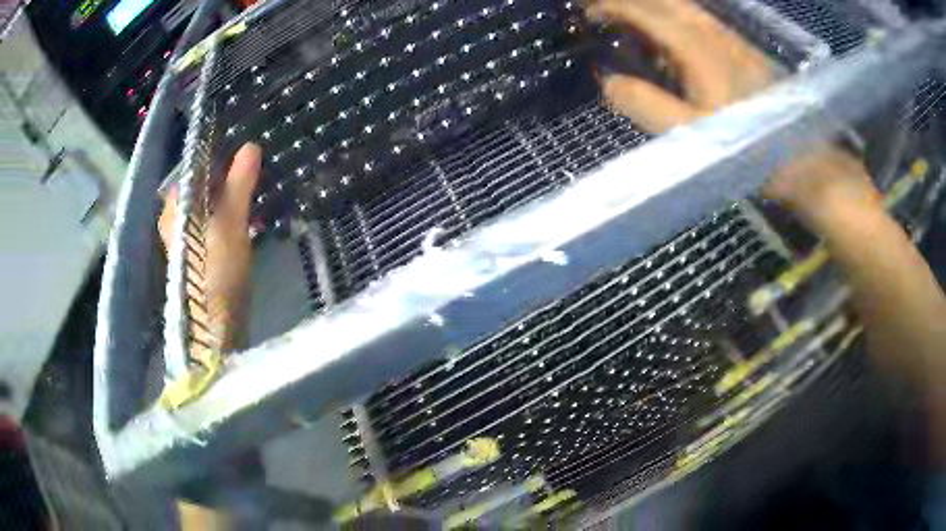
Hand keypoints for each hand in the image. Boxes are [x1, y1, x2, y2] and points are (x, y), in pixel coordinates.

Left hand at [159, 143, 261, 352]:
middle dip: (226, 181)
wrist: (215, 325)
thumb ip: (239, 183)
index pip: (193, 170)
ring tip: (253, 201)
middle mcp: (174, 221)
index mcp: (175, 208)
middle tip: (252, 178)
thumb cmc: (218, 270)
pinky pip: (210, 228)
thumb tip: (250, 145)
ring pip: (206, 209)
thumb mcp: (231, 222)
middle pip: (200, 189)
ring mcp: (184, 241)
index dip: (217, 159)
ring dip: (228, 202)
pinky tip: (245, 226)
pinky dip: (226, 222)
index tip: (243, 156)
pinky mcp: (196, 259)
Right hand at [588, 0, 770, 131]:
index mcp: (698, 48)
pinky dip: (675, 16)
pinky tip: (670, 36)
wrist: (803, 157)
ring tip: (631, 20)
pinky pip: (700, 18)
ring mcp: (731, 39)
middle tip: (604, 11)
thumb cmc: (748, 147)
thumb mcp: (693, 135)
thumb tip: (609, 82)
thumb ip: (647, 106)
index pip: (647, 12)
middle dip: (631, 0)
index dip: (613, 6)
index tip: (587, 13)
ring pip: (685, 6)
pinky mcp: (743, 50)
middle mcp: (714, 33)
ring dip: (653, 5)